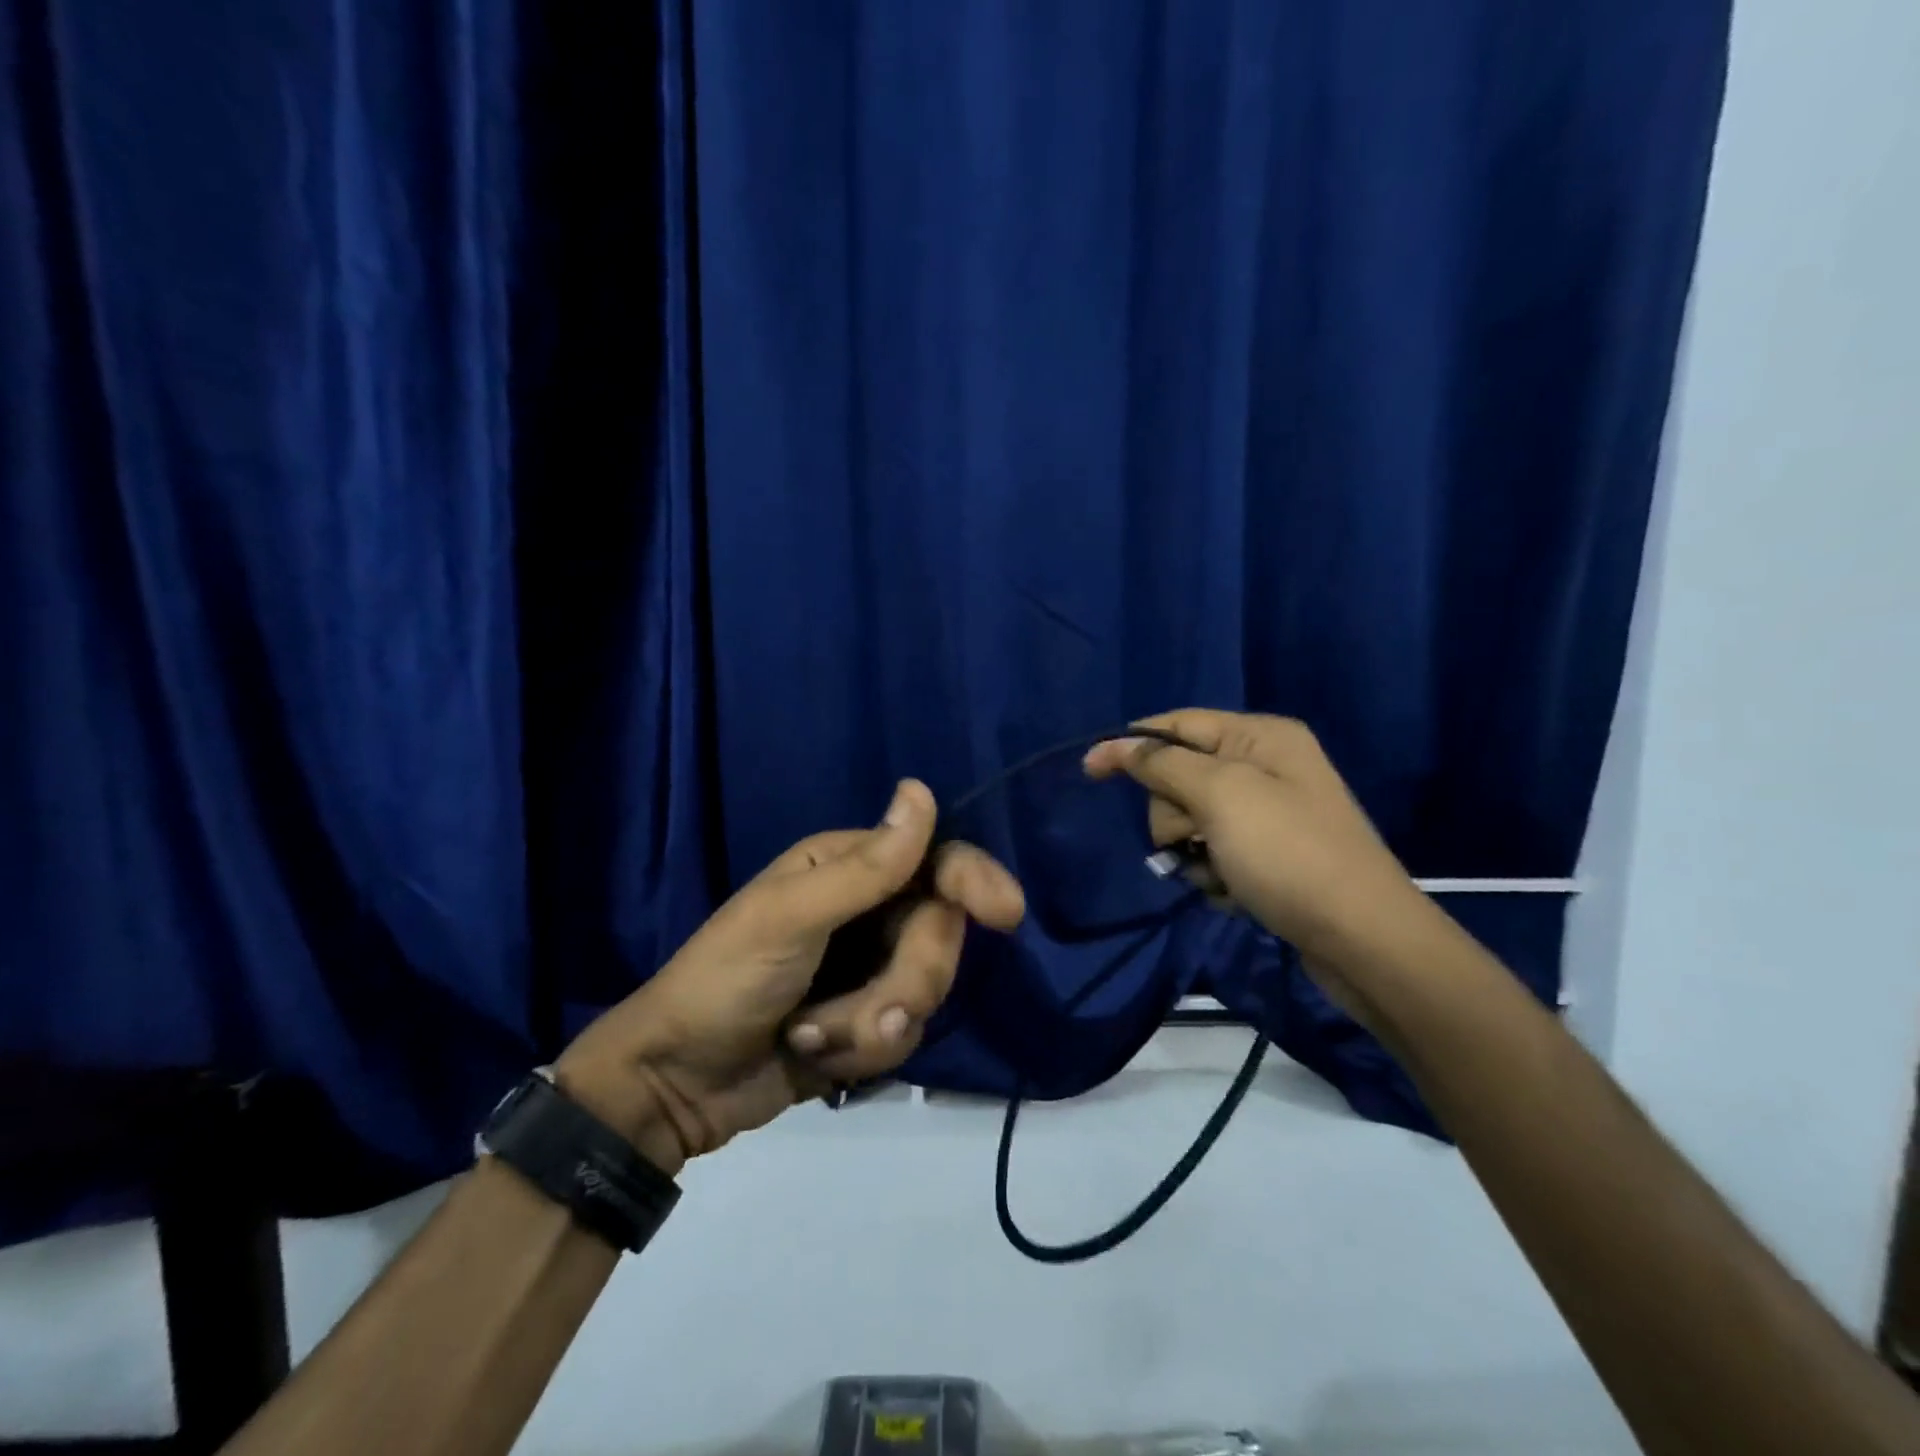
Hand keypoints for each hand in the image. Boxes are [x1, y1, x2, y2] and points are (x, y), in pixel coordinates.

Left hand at [554, 780, 1023, 1173]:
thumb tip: (922, 791)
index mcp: (850, 867)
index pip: (935, 861)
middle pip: (940, 934)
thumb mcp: (790, 917)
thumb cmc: (725, 980)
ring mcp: (871, 968)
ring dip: (873, 1024)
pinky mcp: (868, 1021)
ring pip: (927, 990)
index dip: (975, 881)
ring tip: (815, 1036)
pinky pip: (905, 1034)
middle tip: (867, 1011)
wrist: (677, 1082)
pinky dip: (861, 1051)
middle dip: (907, 981)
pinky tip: (814, 1053)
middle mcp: (870, 910)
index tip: (1006, 914)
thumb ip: (866, 866)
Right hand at [1083, 710, 1433, 1016]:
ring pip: (1191, 819)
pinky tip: (1233, 892)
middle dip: (1173, 814)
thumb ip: (1164, 764)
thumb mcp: (1221, 796)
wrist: (1362, 939)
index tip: (1088, 770)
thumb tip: (1116, 743)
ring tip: (1218, 875)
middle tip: (1193, 839)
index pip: (1177, 724)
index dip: (1130, 744)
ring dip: (1191, 851)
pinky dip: (1212, 873)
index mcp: (1260, 736)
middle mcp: (1266, 765)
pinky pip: (1215, 851)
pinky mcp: (1270, 854)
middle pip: (1180, 775)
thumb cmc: (1288, 854)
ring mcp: (1270, 813)